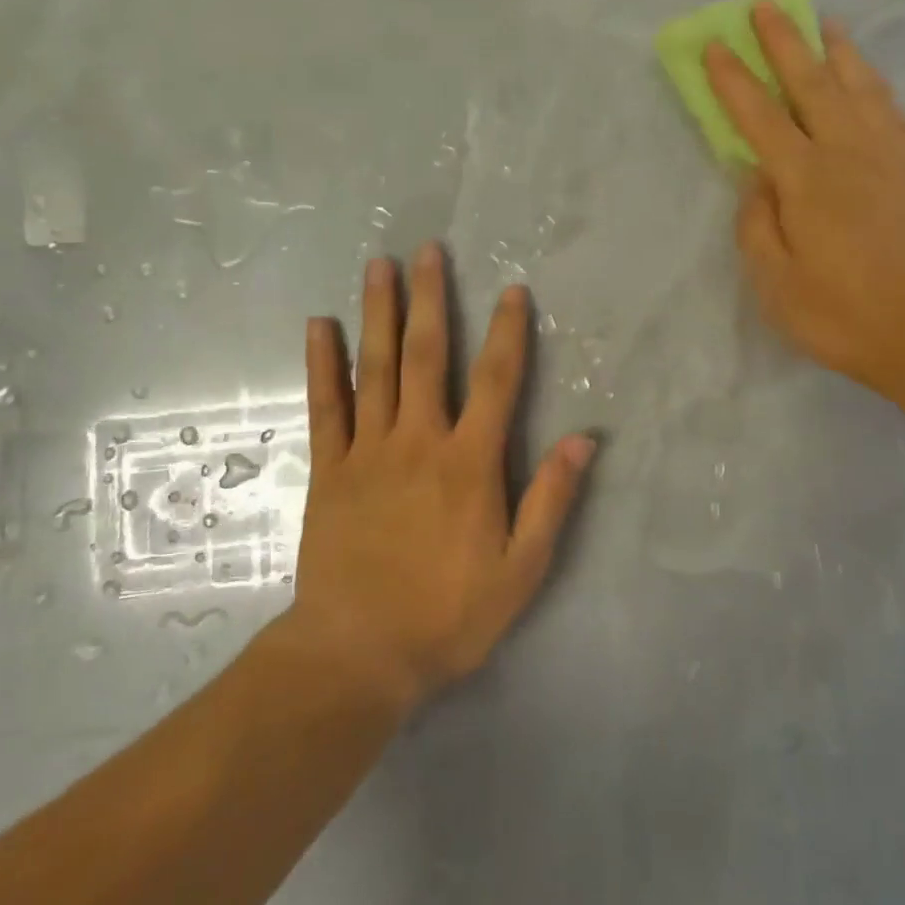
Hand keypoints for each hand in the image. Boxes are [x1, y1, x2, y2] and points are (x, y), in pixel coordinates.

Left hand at [288, 244, 595, 708]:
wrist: (358, 654)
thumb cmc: (448, 615)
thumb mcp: (521, 570)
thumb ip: (551, 500)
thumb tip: (585, 440)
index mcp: (469, 463)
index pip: (498, 382)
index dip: (509, 333)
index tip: (513, 290)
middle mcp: (419, 442)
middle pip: (428, 357)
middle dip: (431, 299)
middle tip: (427, 250)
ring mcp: (369, 452)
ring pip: (376, 368)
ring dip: (379, 314)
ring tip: (378, 266)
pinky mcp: (330, 470)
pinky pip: (326, 406)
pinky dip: (322, 364)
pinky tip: (319, 326)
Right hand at [704, 2, 904, 392]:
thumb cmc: (841, 315)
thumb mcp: (775, 284)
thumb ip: (758, 225)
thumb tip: (757, 179)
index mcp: (805, 180)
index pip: (759, 117)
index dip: (733, 80)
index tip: (715, 44)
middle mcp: (849, 152)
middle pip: (811, 84)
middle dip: (784, 43)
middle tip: (766, 5)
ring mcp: (893, 156)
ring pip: (860, 88)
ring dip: (837, 52)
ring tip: (824, 24)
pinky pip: (895, 112)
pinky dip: (876, 88)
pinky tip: (870, 83)